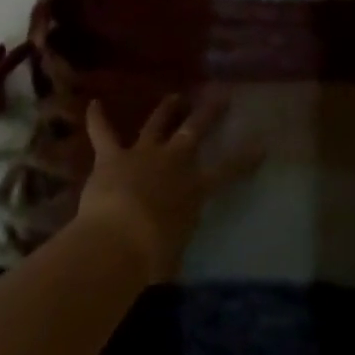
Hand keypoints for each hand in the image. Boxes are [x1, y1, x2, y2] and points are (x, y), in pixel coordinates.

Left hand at [77, 94, 262, 280]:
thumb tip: (171, 245)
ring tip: (175, 97)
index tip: (261, 146)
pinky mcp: (113, 158)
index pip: (227, 171)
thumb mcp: (174, 253)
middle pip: (195, 130)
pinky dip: (98, 119)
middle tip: (221, 96)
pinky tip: (93, 104)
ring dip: (166, 109)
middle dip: (209, 113)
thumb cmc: (152, 257)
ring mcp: (143, 155)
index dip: (245, 159)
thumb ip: (175, 240)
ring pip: (157, 123)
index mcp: (194, 189)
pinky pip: (104, 134)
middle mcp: (173, 162)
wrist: (117, 241)